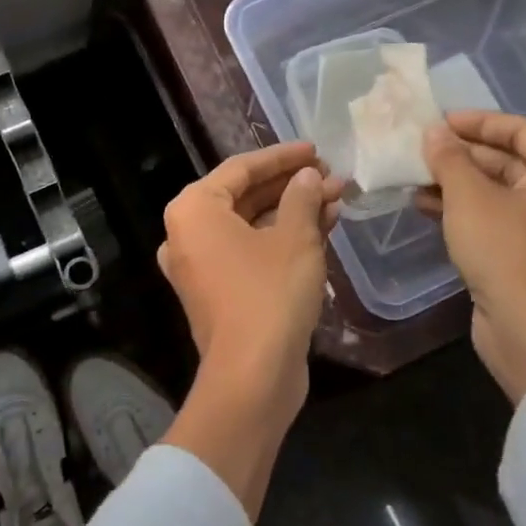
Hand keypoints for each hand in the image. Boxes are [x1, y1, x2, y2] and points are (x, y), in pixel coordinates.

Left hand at [157, 141, 342, 517]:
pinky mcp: (219, 291)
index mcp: (194, 209)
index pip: (241, 168)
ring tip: (338, 198)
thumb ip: (302, 197)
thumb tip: (309, 177)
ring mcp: (201, 265)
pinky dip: (283, 239)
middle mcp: (188, 233)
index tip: (317, 150)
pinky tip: (323, 228)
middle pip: (245, 196)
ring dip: (293, 212)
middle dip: (293, 186)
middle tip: (332, 176)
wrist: (252, 375)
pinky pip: (250, 251)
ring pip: (252, 225)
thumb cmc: (269, 293)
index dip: (283, 156)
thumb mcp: (295, 238)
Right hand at [418, 111, 525, 402]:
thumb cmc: (504, 250)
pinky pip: (493, 217)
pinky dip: (462, 209)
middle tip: (420, 149)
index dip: (476, 122)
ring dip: (455, 182)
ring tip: (413, 176)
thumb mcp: (469, 197)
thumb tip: (433, 132)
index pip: (518, 129)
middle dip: (461, 154)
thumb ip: (449, 159)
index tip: (438, 122)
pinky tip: (424, 206)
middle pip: (507, 160)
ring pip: (496, 191)